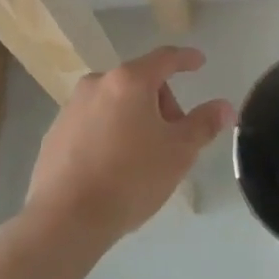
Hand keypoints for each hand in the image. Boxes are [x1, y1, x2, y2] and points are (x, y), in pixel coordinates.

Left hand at [25, 46, 234, 241]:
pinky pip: (92, 123)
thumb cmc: (131, 177)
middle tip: (172, 137)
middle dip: (161, 102)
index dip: (186, 59)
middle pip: (139, 82)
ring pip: (114, 102)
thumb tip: (225, 107)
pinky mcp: (54, 134)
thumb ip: (204, 124)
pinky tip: (113, 167)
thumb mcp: (179, 151)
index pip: (165, 58)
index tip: (199, 62)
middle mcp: (97, 84)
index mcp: (130, 81)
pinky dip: (108, 133)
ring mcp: (71, 108)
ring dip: (133, 118)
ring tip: (142, 156)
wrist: (65, 219)